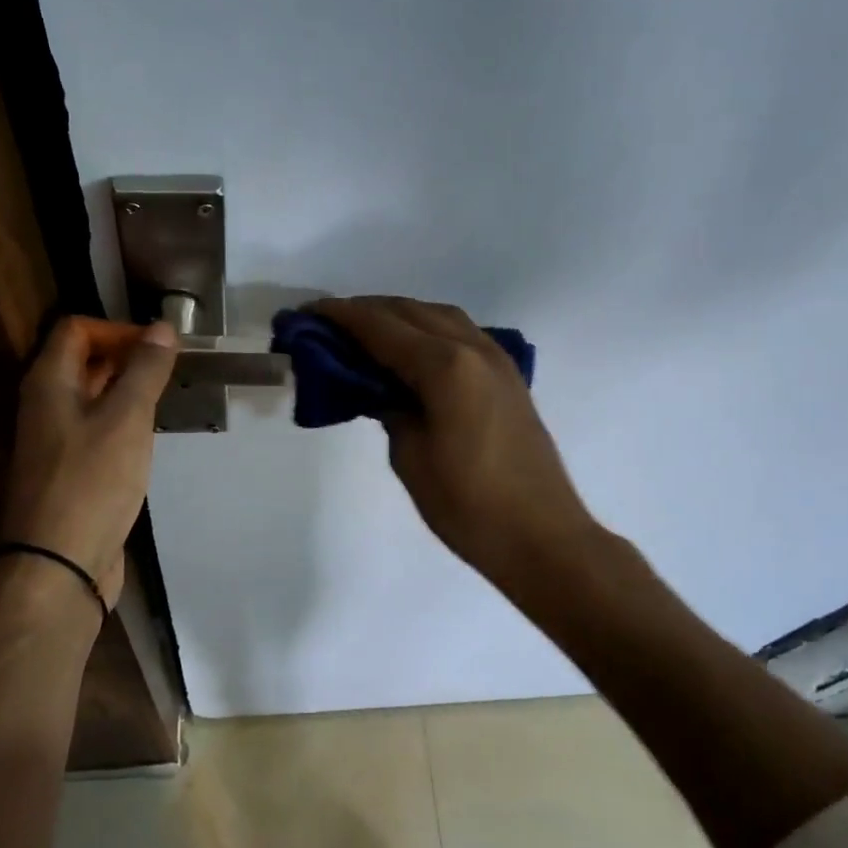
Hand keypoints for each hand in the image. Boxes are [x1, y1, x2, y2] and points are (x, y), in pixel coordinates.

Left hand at [0, 316, 176, 607]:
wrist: (58, 565)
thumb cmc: (91, 482)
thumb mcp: (126, 418)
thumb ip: (145, 370)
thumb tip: (163, 327)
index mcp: (49, 383)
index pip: (76, 329)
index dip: (118, 329)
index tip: (160, 347)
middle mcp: (45, 405)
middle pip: (83, 361)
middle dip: (127, 357)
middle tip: (170, 371)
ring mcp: (55, 441)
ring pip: (92, 398)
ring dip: (127, 391)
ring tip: (166, 400)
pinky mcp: (69, 471)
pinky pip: (96, 430)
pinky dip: (122, 423)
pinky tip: (147, 438)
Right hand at [310, 297, 598, 591]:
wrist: (541, 537)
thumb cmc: (467, 504)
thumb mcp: (410, 456)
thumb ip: (388, 407)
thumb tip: (376, 386)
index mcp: (444, 366)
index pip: (380, 327)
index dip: (339, 316)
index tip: (306, 313)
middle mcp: (472, 348)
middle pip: (409, 310)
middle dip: (365, 311)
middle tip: (327, 324)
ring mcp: (495, 358)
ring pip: (438, 315)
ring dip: (398, 315)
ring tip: (364, 333)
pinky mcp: (507, 376)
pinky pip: (459, 333)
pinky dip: (427, 330)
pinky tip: (411, 351)